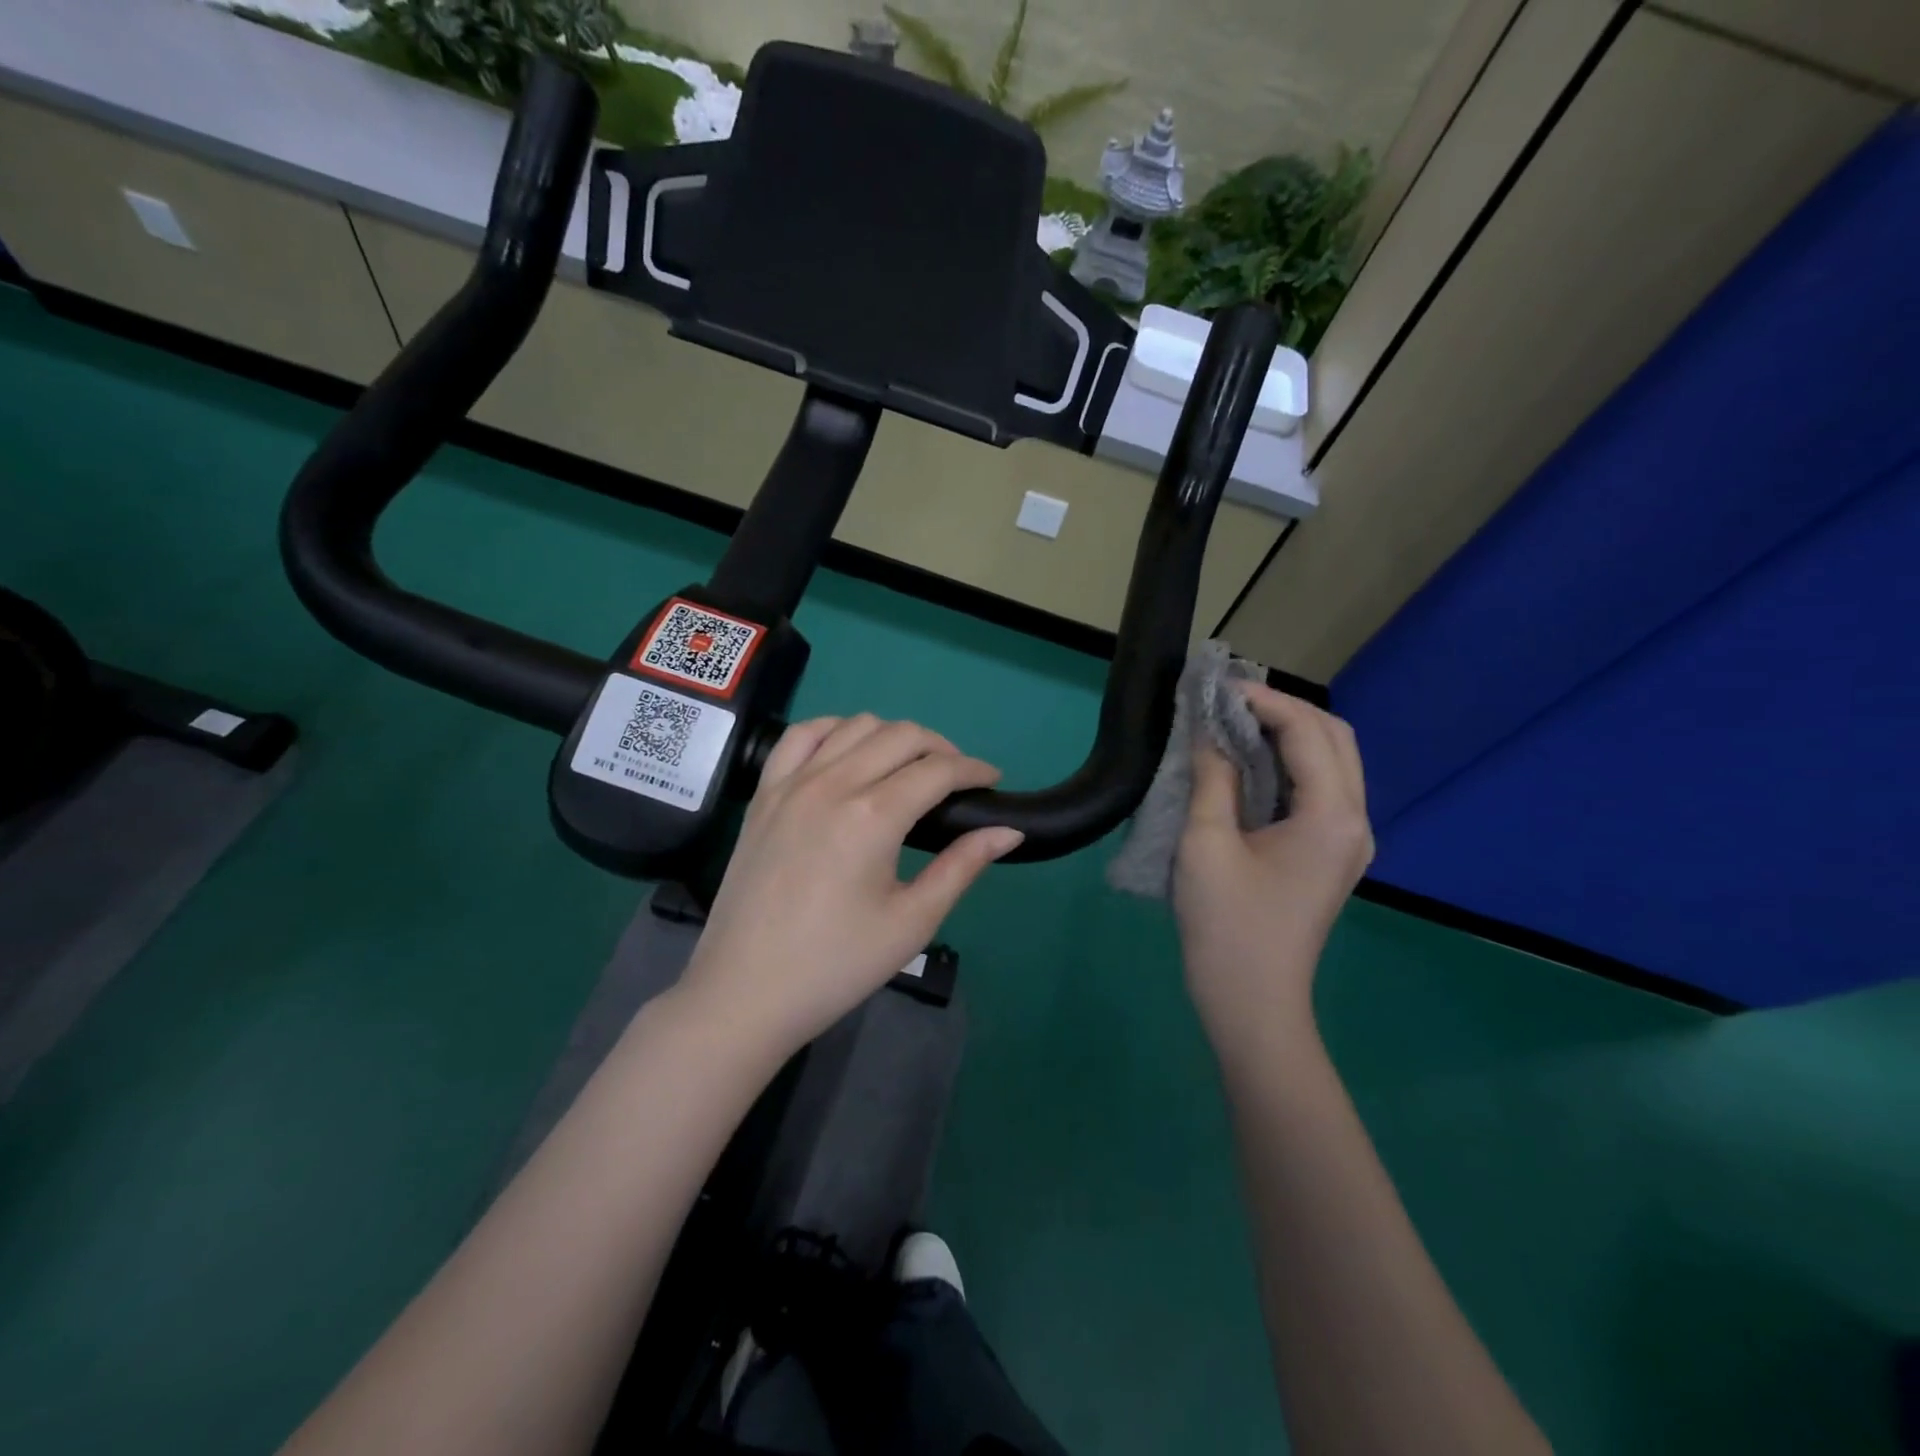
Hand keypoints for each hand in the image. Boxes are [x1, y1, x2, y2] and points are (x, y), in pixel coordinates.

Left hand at [678, 714, 1023, 1060]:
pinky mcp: (764, 793)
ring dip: (892, 736)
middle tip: (957, 780)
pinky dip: (834, 729)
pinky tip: (848, 751)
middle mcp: (832, 783)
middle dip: (941, 748)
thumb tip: (1009, 831)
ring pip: (854, 725)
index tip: (993, 781)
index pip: (937, 769)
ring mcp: (792, 783)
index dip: (974, 769)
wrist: (746, 991)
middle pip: (900, 735)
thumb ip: (962, 866)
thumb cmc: (836, 965)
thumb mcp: (912, 922)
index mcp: (872, 816)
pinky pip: (801, 735)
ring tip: (908, 768)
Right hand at [1174, 684, 1372, 1051]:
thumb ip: (1212, 778)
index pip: (1307, 732)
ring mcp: (1348, 841)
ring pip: (1333, 762)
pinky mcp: (1331, 854)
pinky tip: (1249, 763)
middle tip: (1228, 703)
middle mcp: (1354, 821)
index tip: (1216, 689)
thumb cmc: (1227, 925)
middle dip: (1285, 710)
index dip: (1263, 702)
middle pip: (1335, 738)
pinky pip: (1320, 789)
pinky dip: (1288, 763)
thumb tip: (1208, 732)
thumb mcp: (1206, 844)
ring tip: (1235, 723)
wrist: (1253, 1003)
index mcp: (1332, 816)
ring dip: (1289, 734)